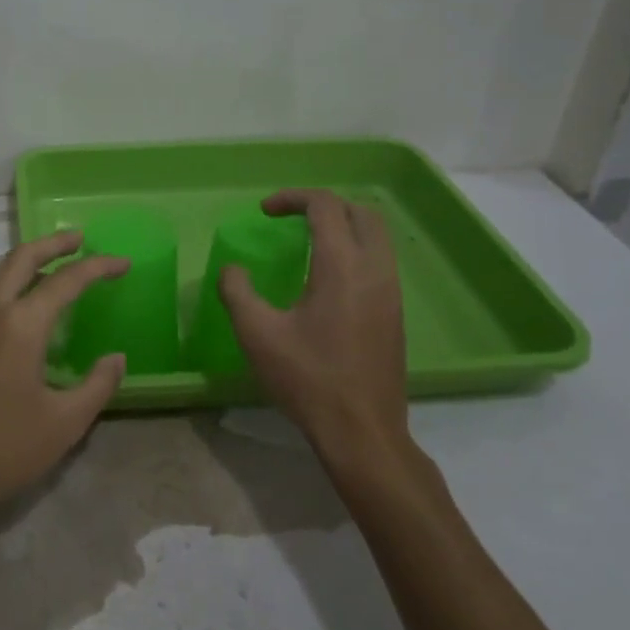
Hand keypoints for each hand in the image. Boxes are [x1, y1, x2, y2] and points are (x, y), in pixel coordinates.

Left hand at [0, 230, 128, 527]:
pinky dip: (6, 303)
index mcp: (19, 326)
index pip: (66, 281)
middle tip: (79, 238)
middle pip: (20, 260)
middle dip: (52, 244)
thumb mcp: (65, 423)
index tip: (121, 263)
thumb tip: (116, 358)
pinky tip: (16, 331)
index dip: (98, 267)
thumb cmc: (3, 450)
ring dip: (26, 272)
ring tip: (52, 280)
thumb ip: (98, 385)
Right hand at [220, 189, 411, 469]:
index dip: (292, 198)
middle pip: (361, 212)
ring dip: (343, 227)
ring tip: (308, 243)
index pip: (325, 206)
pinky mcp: (395, 314)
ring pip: (376, 237)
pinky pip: (379, 262)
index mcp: (342, 266)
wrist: (362, 431)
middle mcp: (374, 270)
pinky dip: (354, 251)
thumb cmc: (308, 379)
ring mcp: (391, 293)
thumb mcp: (257, 333)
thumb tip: (234, 270)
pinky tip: (327, 280)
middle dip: (324, 206)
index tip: (265, 212)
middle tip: (291, 220)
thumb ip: (237, 291)